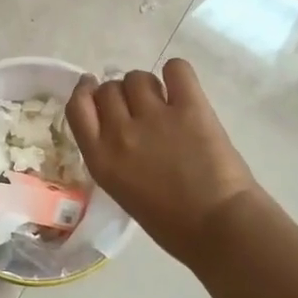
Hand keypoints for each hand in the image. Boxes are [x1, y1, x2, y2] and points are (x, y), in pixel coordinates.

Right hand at [66, 60, 261, 264]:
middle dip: (121, 94)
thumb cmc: (171, 224)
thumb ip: (113, 156)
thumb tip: (121, 126)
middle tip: (140, 107)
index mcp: (101, 158)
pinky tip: (182, 87)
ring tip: (164, 102)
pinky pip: (176, 69)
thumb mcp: (122, 189)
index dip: (84, 91)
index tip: (91, 86)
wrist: (220, 229)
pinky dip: (177, 73)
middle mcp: (121, 132)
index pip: (77, 106)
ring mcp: (155, 117)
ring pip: (138, 77)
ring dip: (148, 86)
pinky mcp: (190, 107)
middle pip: (108, 88)